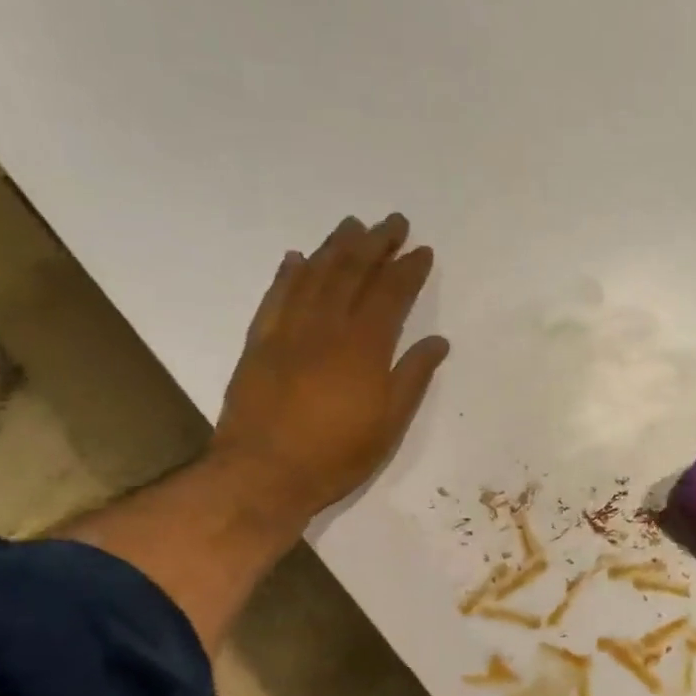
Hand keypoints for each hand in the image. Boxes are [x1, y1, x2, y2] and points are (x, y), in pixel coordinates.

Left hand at [210, 213, 449, 534]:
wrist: (264, 473)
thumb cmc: (337, 454)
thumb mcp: (390, 423)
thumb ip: (412, 377)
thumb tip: (437, 342)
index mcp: (364, 347)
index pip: (390, 294)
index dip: (408, 269)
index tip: (422, 250)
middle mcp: (326, 327)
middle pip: (352, 273)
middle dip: (375, 244)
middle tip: (392, 221)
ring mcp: (288, 332)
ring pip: (314, 276)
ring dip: (335, 247)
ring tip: (352, 225)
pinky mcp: (259, 343)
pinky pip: (275, 297)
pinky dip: (288, 274)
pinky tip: (297, 257)